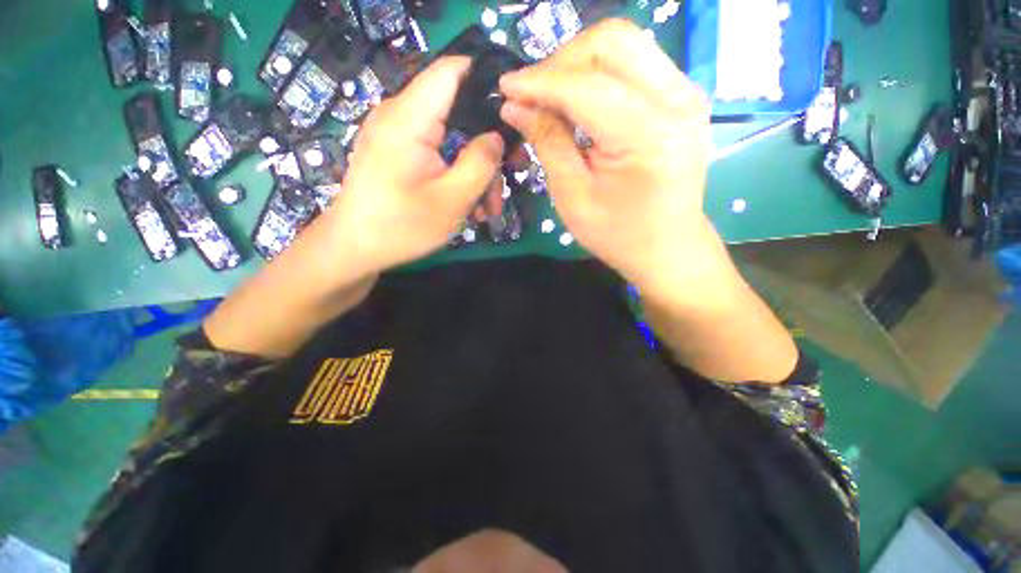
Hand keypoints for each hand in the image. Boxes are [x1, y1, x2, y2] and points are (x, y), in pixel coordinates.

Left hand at [327, 56, 504, 276]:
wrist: (354, 249)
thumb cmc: (401, 226)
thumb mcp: (452, 199)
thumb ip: (480, 163)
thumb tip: (496, 136)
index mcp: (410, 118)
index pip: (453, 71)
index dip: (487, 83)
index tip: (514, 114)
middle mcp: (401, 116)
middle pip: (457, 111)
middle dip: (488, 144)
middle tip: (511, 174)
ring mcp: (398, 136)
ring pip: (451, 139)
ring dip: (475, 170)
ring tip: (488, 208)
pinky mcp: (398, 154)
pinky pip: (437, 154)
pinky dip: (456, 175)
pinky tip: (470, 206)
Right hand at [499, 19, 713, 287]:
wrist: (667, 246)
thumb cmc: (618, 234)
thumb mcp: (573, 197)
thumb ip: (547, 143)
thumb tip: (515, 106)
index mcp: (648, 135)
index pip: (586, 86)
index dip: (540, 82)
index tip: (505, 88)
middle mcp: (676, 100)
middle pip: (610, 43)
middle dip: (560, 62)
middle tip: (531, 95)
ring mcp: (685, 93)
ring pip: (624, 43)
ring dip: (578, 62)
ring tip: (551, 96)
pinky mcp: (682, 97)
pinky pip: (635, 61)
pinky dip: (599, 71)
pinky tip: (579, 99)